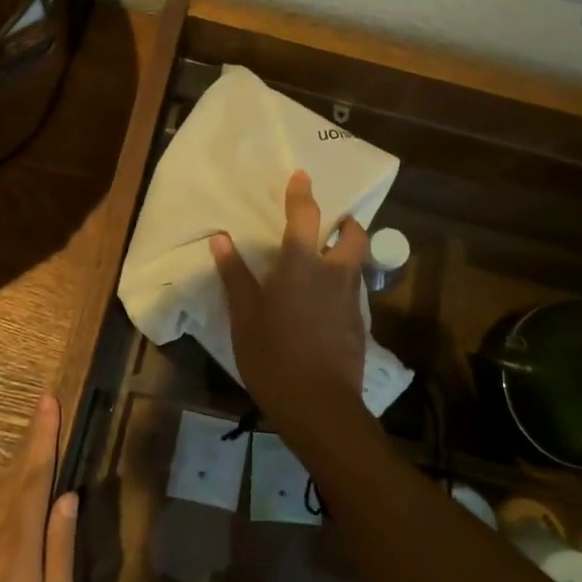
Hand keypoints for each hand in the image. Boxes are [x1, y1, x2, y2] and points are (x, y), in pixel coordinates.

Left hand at [0, 393, 77, 581]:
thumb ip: (60, 552)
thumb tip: (67, 499)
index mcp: (15, 545)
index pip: (33, 477)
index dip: (42, 437)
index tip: (48, 402)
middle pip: (10, 478)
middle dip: (30, 444)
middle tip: (44, 413)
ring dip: (12, 472)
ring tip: (31, 457)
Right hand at [211, 169, 372, 433]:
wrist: (320, 406)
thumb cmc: (273, 357)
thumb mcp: (245, 318)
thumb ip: (235, 276)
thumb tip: (221, 239)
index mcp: (301, 266)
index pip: (306, 216)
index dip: (302, 192)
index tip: (301, 175)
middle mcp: (333, 273)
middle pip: (353, 235)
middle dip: (346, 223)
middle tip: (330, 225)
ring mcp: (352, 299)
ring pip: (357, 262)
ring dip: (347, 252)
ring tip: (326, 261)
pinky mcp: (360, 323)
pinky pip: (355, 289)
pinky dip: (344, 283)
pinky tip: (326, 302)